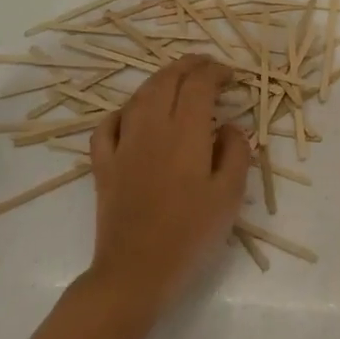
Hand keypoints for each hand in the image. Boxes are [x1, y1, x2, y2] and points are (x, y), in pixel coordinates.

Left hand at [88, 54, 249, 310]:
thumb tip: (229, 127)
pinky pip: (108, 125)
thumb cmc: (191, 235)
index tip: (231, 77)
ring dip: (160, 80)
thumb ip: (236, 152)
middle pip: (167, 80)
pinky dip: (123, 111)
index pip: (199, 84)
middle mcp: (152, 128)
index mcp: (186, 133)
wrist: (135, 273)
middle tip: (208, 66)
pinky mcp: (103, 166)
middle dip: (189, 66)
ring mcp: (122, 145)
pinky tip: (133, 116)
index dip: (216, 72)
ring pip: (139, 96)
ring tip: (177, 80)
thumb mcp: (230, 195)